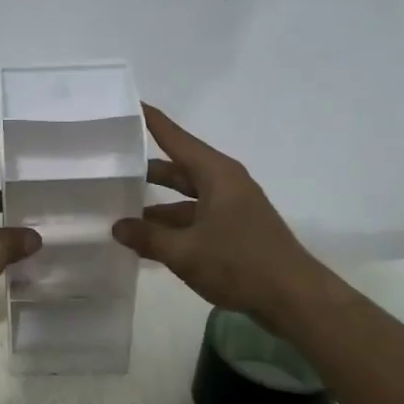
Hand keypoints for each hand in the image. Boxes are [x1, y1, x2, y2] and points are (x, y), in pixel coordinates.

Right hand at [112, 105, 314, 328]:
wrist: (293, 298)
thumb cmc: (239, 263)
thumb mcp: (184, 252)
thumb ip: (148, 237)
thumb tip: (117, 226)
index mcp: (216, 175)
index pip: (176, 139)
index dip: (153, 122)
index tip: (130, 104)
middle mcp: (224, 184)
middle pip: (178, 170)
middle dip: (145, 170)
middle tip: (110, 167)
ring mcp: (230, 209)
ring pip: (185, 199)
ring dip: (156, 206)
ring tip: (118, 212)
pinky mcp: (233, 232)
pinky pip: (194, 220)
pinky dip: (171, 228)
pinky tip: (146, 243)